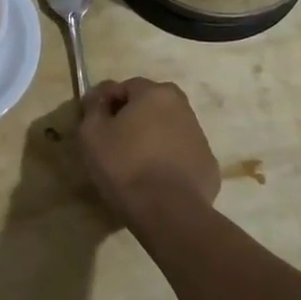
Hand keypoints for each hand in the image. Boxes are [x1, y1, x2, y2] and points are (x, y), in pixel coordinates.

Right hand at [77, 78, 220, 231]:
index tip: (96, 125)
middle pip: (150, 106)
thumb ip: (93, 107)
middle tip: (114, 144)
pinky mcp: (208, 165)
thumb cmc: (125, 166)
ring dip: (152, 139)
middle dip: (132, 119)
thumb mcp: (92, 134)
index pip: (125, 87)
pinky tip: (155, 181)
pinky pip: (181, 155)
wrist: (168, 212)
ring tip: (134, 165)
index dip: (107, 103)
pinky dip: (169, 161)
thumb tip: (98, 96)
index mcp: (156, 93)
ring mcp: (200, 137)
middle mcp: (183, 107)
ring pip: (168, 129)